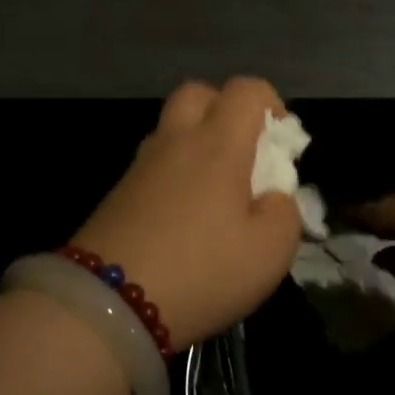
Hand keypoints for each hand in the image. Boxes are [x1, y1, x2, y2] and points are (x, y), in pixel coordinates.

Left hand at [72, 78, 302, 350]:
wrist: (109, 304)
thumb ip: (285, 213)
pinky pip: (154, 163)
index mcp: (218, 144)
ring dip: (197, 142)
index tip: (281, 145)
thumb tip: (275, 197)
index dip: (271, 103)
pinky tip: (185, 217)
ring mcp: (141, 166)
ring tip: (216, 191)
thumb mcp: (270, 252)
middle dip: (225, 110)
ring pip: (171, 128)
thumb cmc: (202, 271)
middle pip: (198, 93)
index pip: (245, 89)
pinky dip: (174, 173)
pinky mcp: (118, 194)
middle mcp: (176, 141)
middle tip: (243, 154)